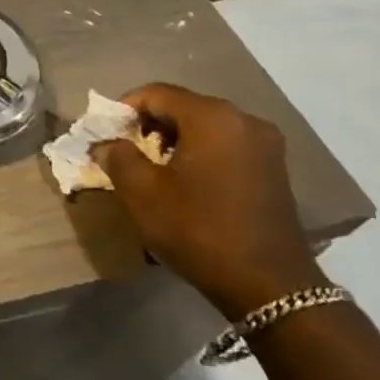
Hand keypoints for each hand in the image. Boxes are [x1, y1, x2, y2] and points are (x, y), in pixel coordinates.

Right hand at [91, 83, 324, 318]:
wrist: (270, 286)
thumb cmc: (199, 230)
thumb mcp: (142, 193)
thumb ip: (117, 157)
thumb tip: (107, 144)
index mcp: (212, 117)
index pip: (155, 93)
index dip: (123, 109)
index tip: (104, 134)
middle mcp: (243, 119)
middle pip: (182, 107)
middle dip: (148, 125)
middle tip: (125, 152)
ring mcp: (265, 144)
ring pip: (204, 126)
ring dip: (174, 140)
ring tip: (153, 170)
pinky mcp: (274, 168)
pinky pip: (225, 144)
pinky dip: (200, 153)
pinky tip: (187, 182)